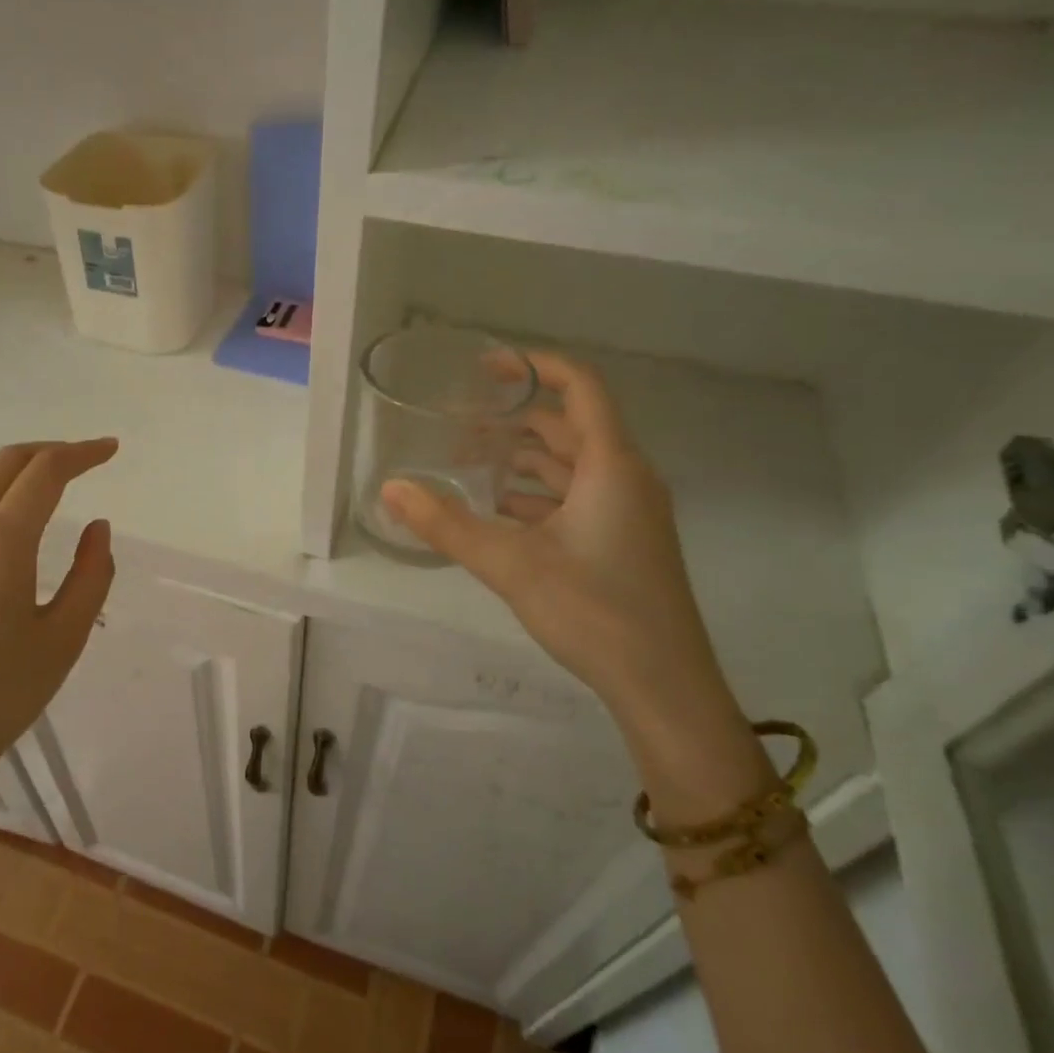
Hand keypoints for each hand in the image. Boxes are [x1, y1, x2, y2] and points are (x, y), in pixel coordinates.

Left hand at [0, 438, 118, 787]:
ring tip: (47, 481)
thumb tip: (96, 526)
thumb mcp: (64, 637)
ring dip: (15, 465)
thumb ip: (91, 574)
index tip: (111, 450)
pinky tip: (3, 514)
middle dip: (51, 451)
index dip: (83, 453)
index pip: (46, 471)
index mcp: (0, 541)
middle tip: (85, 461)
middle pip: (7, 460)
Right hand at [381, 351, 727, 713]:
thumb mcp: (510, 563)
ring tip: (468, 463)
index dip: (535, 366)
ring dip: (522, 459)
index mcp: (611, 465)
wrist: (663, 685)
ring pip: (571, 466)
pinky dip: (536, 495)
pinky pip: (576, 498)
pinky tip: (497, 512)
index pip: (581, 387)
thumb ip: (446, 524)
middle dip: (514, 419)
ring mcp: (628, 511)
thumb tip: (390, 488)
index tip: (486, 368)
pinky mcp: (622, 541)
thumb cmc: (594, 610)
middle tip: (459, 424)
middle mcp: (625, 478)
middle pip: (569, 426)